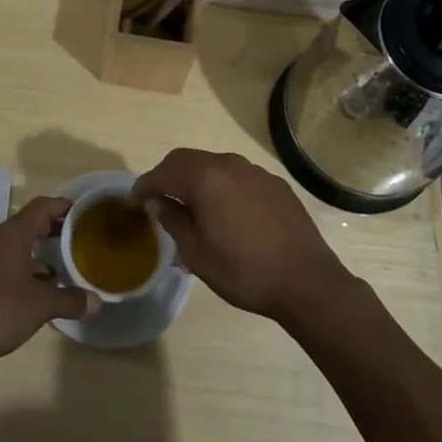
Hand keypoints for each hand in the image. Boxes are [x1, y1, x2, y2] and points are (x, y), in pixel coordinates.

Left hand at [0, 196, 98, 366]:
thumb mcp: (40, 306)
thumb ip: (69, 300)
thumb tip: (96, 302)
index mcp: (12, 234)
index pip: (42, 206)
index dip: (63, 206)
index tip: (82, 213)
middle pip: (28, 223)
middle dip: (52, 230)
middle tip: (75, 240)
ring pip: (14, 244)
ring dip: (36, 252)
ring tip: (59, 268)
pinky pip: (3, 261)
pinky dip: (21, 266)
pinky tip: (33, 289)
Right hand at [131, 149, 350, 324]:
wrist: (307, 281)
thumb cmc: (244, 271)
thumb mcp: (197, 253)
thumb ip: (173, 220)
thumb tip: (156, 201)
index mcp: (205, 178)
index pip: (164, 172)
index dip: (145, 185)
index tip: (134, 201)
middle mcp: (229, 164)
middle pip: (187, 160)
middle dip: (168, 176)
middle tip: (158, 200)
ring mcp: (255, 171)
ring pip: (214, 166)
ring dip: (196, 180)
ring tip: (192, 207)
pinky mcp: (275, 183)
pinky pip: (238, 177)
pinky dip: (223, 186)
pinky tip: (227, 212)